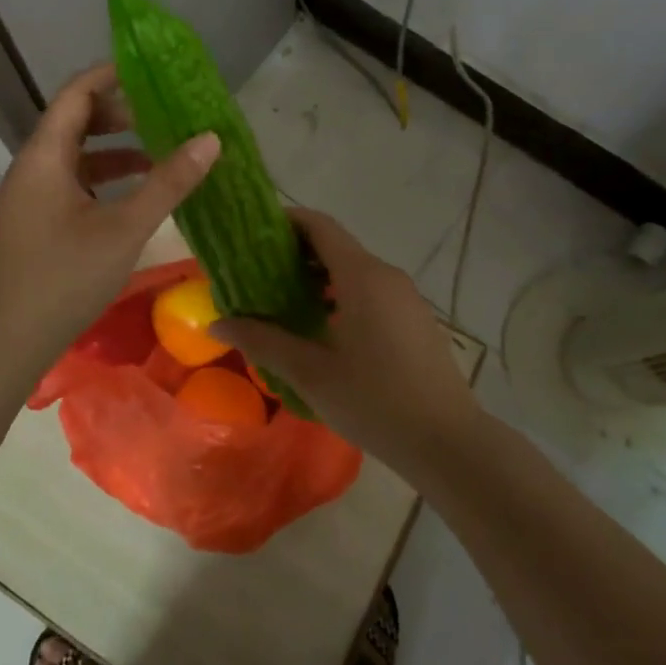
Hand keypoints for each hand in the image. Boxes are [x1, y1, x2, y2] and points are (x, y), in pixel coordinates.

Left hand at [0, 63, 219, 374]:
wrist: (2, 341)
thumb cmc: (62, 277)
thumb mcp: (124, 228)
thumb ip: (168, 182)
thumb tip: (210, 139)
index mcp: (46, 154)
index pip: (77, 92)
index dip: (112, 74)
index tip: (153, 71)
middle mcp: (33, 166)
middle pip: (76, 120)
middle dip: (121, 113)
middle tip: (166, 116)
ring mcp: (30, 196)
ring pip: (76, 155)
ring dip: (116, 150)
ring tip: (161, 156)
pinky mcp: (34, 222)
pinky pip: (72, 183)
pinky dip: (104, 180)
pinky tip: (134, 199)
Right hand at [211, 209, 479, 479]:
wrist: (448, 442)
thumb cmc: (374, 400)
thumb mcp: (310, 372)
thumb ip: (262, 341)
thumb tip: (217, 323)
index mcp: (361, 276)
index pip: (320, 226)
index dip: (286, 221)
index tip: (254, 233)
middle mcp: (386, 275)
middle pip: (336, 245)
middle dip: (296, 253)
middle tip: (258, 272)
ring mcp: (405, 297)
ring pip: (354, 270)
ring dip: (318, 276)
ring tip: (284, 301)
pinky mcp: (415, 319)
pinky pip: (372, 290)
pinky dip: (342, 293)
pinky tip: (323, 327)